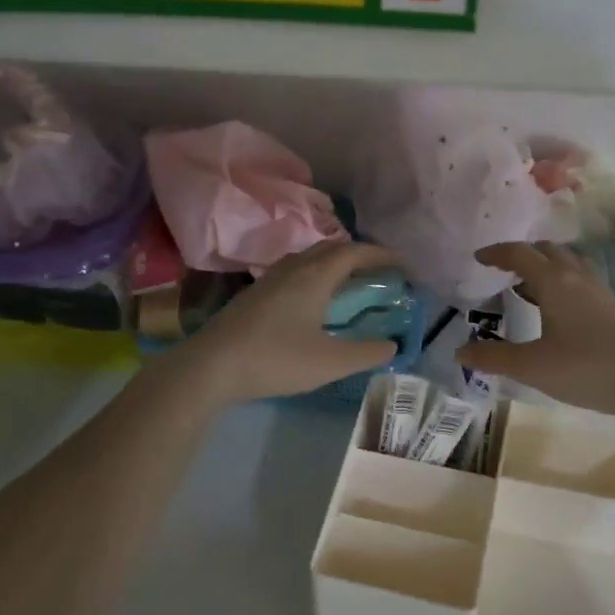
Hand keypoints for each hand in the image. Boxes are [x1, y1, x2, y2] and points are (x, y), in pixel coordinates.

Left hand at [172, 241, 400, 404]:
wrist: (211, 366)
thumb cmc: (276, 359)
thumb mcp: (330, 362)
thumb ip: (366, 353)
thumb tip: (392, 345)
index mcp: (315, 276)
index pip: (355, 252)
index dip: (382, 255)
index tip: (403, 265)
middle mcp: (294, 268)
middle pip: (332, 248)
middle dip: (359, 255)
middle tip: (380, 272)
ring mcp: (270, 279)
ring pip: (310, 258)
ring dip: (335, 263)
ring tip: (350, 282)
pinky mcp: (255, 293)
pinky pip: (295, 271)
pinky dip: (315, 275)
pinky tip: (313, 300)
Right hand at [456, 242, 614, 420]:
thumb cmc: (586, 368)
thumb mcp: (532, 367)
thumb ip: (493, 358)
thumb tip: (459, 351)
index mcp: (554, 282)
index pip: (520, 253)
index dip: (496, 253)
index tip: (478, 258)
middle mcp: (576, 276)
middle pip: (546, 250)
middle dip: (522, 254)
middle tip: (501, 270)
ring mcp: (598, 290)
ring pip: (566, 263)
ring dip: (544, 266)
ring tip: (525, 286)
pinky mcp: (611, 306)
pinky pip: (579, 279)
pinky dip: (560, 281)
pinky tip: (556, 309)